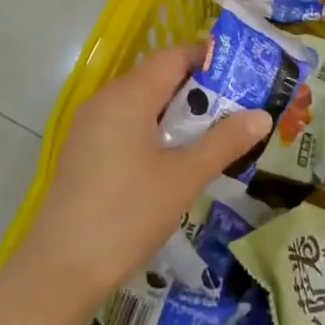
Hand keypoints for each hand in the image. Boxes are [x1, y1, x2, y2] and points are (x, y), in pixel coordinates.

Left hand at [17, 45, 270, 307]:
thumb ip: (224, 142)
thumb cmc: (128, 213)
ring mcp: (90, 126)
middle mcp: (106, 100)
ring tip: (214, 135)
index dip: (208, 59)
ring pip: (142, 104)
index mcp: (129, 94)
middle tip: (237, 108)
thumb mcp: (184, 177)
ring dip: (177, 113)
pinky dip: (154, 130)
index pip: (173, 56)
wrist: (62, 268)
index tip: (242, 74)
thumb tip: (262, 115)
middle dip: (198, 90)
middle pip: (157, 78)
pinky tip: (175, 159)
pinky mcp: (84, 152)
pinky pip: (126, 125)